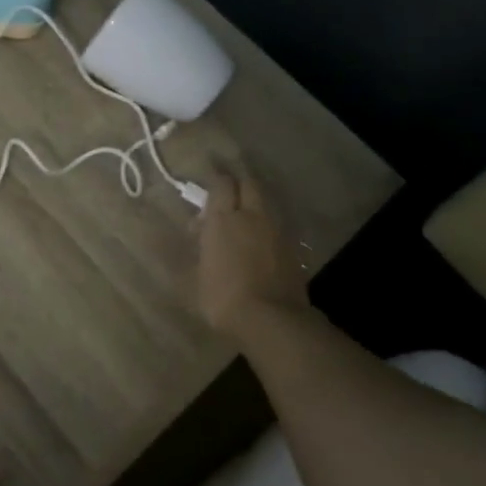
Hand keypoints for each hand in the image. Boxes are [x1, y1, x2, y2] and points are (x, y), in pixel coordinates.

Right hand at [198, 164, 307, 337]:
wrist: (271, 319)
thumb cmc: (222, 298)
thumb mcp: (194, 277)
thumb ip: (196, 249)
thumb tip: (195, 231)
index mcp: (222, 220)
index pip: (221, 184)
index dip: (215, 173)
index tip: (209, 165)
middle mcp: (251, 216)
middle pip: (248, 183)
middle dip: (238, 176)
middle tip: (229, 177)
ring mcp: (275, 230)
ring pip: (265, 201)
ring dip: (254, 197)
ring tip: (244, 204)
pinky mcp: (291, 246)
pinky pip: (276, 222)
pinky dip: (266, 219)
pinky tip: (259, 232)